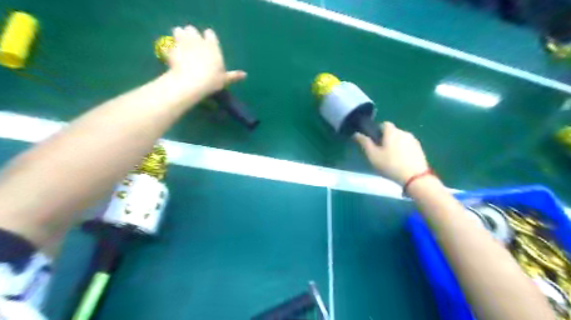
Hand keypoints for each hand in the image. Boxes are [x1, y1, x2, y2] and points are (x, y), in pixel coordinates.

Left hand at [165, 25, 245, 95]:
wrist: (192, 82)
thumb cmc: (212, 80)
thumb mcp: (225, 79)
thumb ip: (233, 76)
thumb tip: (245, 75)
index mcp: (212, 46)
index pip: (209, 34)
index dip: (208, 38)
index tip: (207, 45)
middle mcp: (197, 40)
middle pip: (191, 29)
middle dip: (191, 35)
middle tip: (192, 46)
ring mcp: (182, 43)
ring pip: (178, 31)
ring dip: (178, 37)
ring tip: (179, 46)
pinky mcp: (170, 49)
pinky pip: (166, 45)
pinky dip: (167, 48)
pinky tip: (169, 55)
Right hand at [355, 121, 429, 184]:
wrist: (415, 178)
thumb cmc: (390, 165)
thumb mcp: (373, 155)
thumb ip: (364, 143)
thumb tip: (356, 134)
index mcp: (392, 132)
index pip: (383, 124)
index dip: (377, 131)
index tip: (373, 141)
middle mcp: (404, 132)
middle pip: (392, 132)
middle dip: (386, 139)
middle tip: (380, 152)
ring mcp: (414, 141)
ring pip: (401, 139)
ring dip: (395, 145)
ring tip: (390, 158)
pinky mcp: (420, 149)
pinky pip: (408, 146)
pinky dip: (403, 151)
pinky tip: (400, 162)